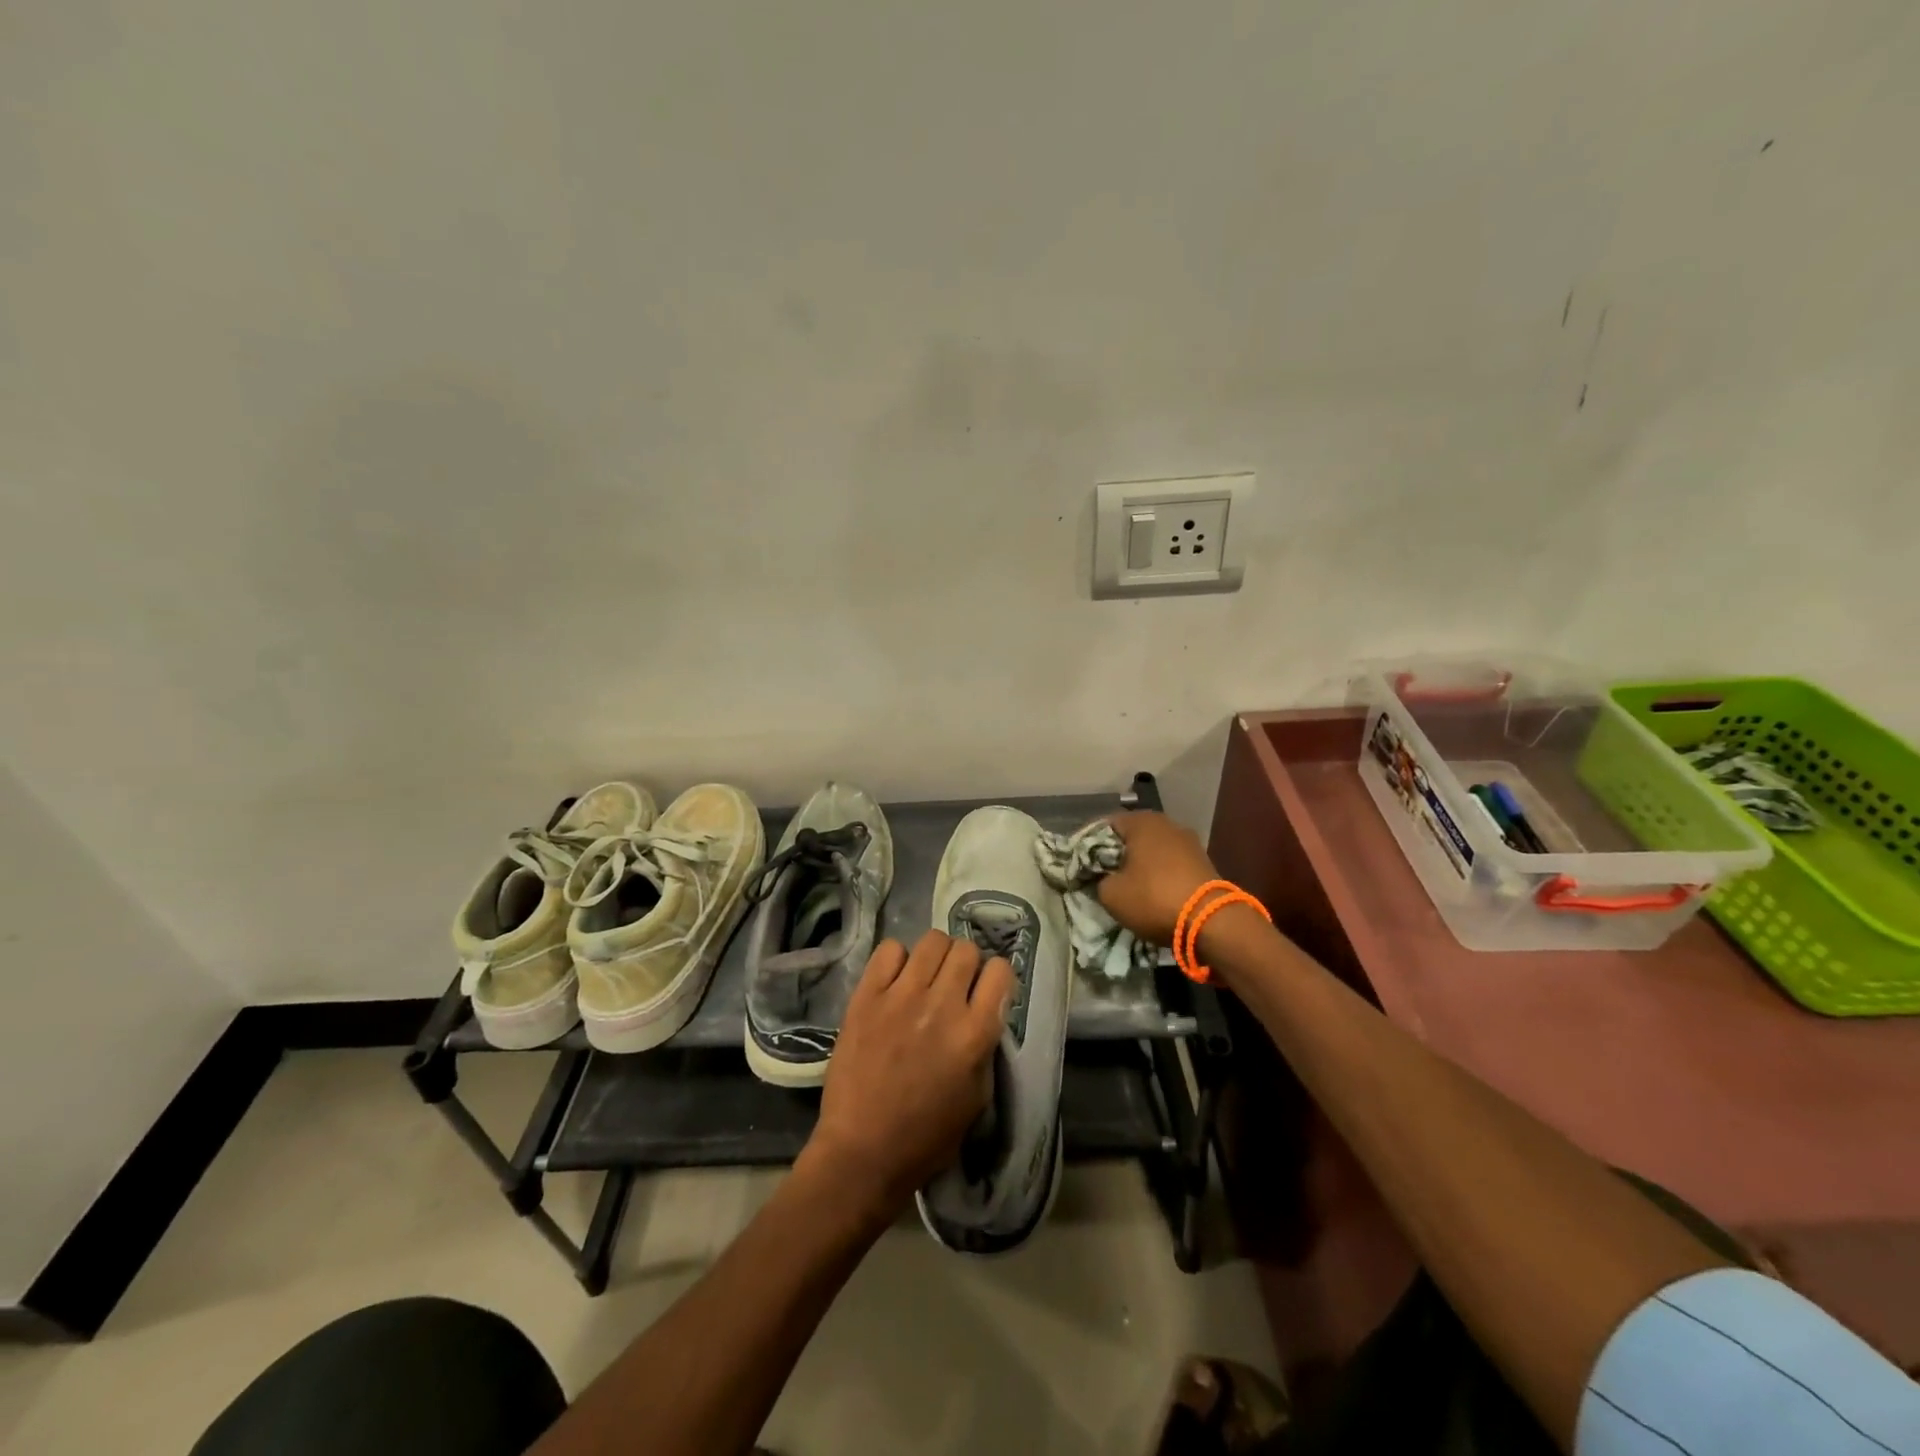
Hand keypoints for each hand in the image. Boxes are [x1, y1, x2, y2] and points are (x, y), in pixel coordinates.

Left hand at [800, 930, 1013, 1218]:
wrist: (863, 1152)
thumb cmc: (927, 1136)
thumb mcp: (978, 1097)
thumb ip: (986, 1045)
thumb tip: (984, 1010)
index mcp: (975, 1033)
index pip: (1001, 971)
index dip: (995, 978)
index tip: (985, 991)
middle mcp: (942, 1005)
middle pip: (967, 949)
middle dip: (966, 964)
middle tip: (953, 985)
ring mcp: (902, 996)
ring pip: (932, 940)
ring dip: (935, 957)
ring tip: (925, 978)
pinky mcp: (867, 995)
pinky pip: (890, 949)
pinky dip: (897, 960)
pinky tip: (895, 982)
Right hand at [1095, 811, 1221, 944]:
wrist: (1212, 922)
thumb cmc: (1153, 898)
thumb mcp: (1110, 894)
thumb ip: (1099, 880)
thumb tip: (1104, 878)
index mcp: (1141, 822)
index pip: (1103, 825)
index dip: (1087, 844)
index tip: (1079, 864)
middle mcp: (1166, 824)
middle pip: (1130, 836)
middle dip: (1115, 854)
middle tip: (1100, 875)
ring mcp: (1189, 842)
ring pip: (1152, 850)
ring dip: (1138, 865)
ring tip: (1126, 886)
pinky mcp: (1203, 862)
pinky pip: (1169, 864)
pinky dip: (1158, 875)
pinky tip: (1151, 892)